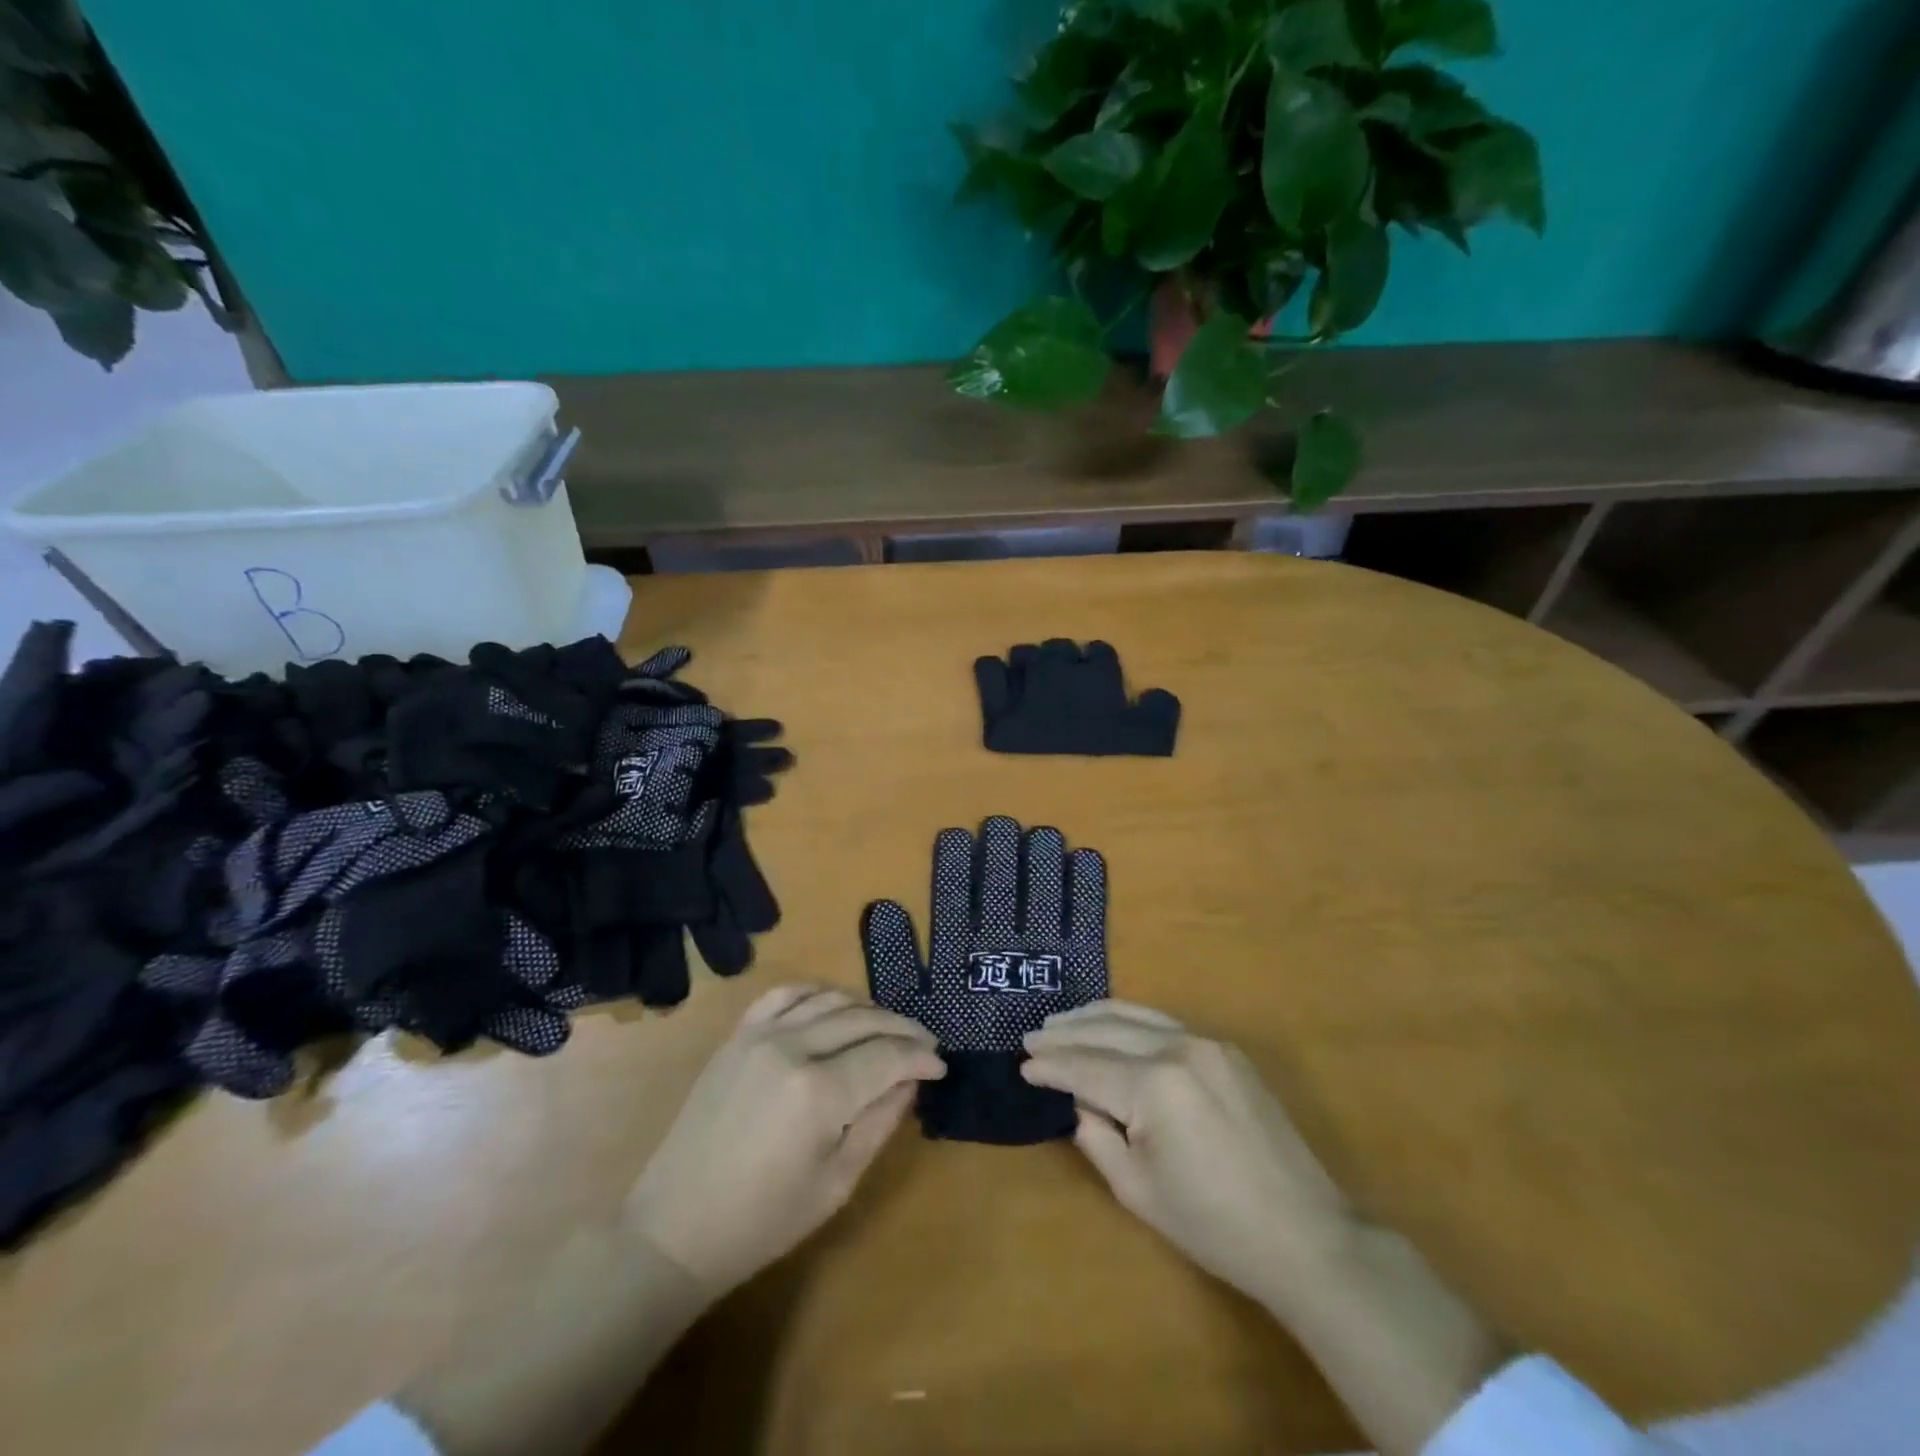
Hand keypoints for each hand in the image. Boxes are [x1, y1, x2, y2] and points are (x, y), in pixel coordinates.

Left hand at [623, 984, 944, 1299]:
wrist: (677, 1227)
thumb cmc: (763, 1221)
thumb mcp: (836, 1183)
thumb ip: (879, 1123)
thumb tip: (911, 1082)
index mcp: (819, 1093)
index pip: (887, 1056)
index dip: (920, 1057)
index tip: (940, 1066)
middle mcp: (793, 1048)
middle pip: (864, 1020)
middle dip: (902, 1029)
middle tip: (925, 1044)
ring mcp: (760, 1034)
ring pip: (830, 1000)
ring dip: (867, 1009)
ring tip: (888, 1029)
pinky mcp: (738, 1034)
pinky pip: (786, 993)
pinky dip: (818, 992)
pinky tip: (835, 1005)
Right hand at [1021, 999, 1355, 1309]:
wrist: (1304, 1235)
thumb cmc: (1213, 1225)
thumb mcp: (1137, 1190)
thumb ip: (1096, 1136)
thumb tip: (1078, 1102)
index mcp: (1155, 1085)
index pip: (1086, 1067)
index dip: (1051, 1067)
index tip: (1022, 1065)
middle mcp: (1178, 1048)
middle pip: (1107, 1030)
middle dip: (1065, 1034)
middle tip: (1032, 1036)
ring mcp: (1207, 1043)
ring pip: (1136, 1016)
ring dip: (1095, 1018)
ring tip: (1062, 1022)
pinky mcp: (1226, 1050)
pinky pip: (1165, 1024)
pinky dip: (1130, 1021)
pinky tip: (1113, 1026)